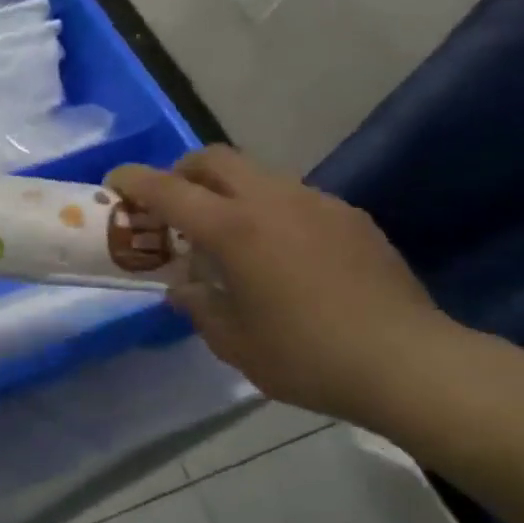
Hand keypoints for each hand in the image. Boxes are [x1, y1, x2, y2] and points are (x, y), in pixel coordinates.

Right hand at [107, 147, 458, 425]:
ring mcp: (317, 204)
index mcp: (234, 229)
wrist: (410, 363)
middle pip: (214, 158)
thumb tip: (184, 288)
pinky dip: (267, 210)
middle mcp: (273, 201)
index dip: (134, 181)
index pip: (169, 189)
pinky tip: (278, 255)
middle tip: (170, 207)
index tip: (113, 183)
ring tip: (226, 237)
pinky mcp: (350, 217)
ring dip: (227, 192)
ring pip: (257, 174)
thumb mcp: (232, 342)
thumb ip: (198, 306)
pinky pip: (293, 198)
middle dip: (181, 172)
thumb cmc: (306, 356)